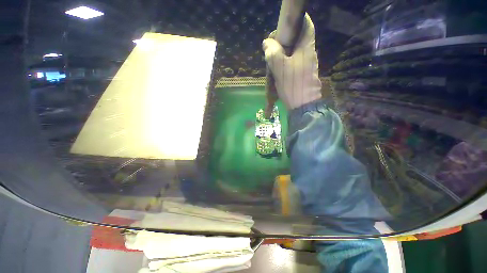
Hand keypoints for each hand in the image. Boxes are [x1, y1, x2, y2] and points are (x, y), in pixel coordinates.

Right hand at [263, 13, 321, 109]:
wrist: (303, 105)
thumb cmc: (292, 85)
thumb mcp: (280, 68)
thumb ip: (273, 53)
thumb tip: (267, 43)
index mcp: (306, 48)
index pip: (306, 25)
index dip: (297, 20)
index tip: (284, 25)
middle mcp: (310, 54)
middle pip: (299, 39)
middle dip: (286, 39)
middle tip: (273, 46)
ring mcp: (308, 65)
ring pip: (296, 52)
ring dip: (285, 53)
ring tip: (274, 60)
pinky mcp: (305, 74)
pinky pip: (295, 63)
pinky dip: (287, 62)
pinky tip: (280, 70)